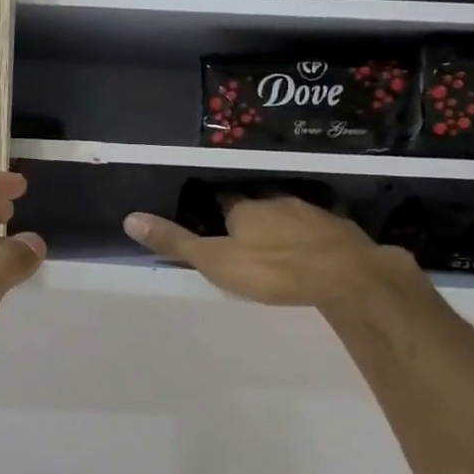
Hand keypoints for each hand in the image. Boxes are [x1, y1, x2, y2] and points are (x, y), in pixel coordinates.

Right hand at [123, 194, 418, 307]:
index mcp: (245, 208)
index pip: (225, 199)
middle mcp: (277, 201)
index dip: (217, 207)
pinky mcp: (339, 228)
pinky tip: (312, 248)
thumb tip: (130, 218)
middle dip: (252, 212)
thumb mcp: (216, 261)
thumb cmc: (272, 269)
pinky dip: (311, 234)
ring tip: (275, 239)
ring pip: (289, 212)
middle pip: (259, 202)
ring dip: (281, 222)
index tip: (212, 216)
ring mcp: (312, 212)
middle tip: (244, 231)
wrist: (343, 274)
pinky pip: (319, 227)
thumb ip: (177, 243)